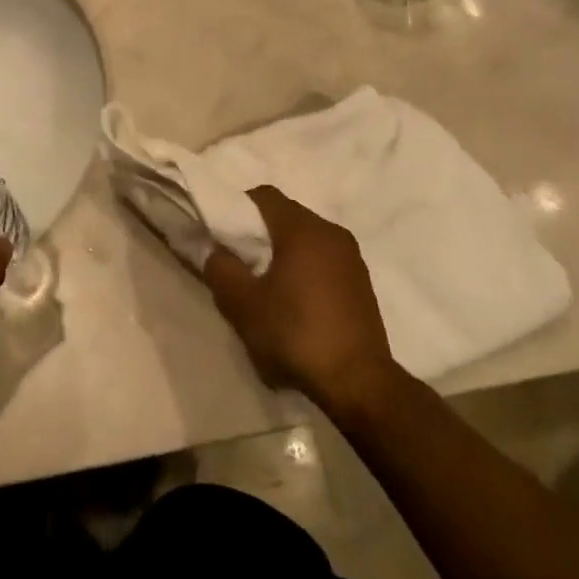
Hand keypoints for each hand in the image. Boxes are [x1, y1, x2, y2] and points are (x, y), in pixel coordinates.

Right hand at [201, 186, 404, 419]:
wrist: (357, 382)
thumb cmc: (294, 334)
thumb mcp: (242, 304)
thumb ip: (221, 269)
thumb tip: (217, 252)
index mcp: (303, 230)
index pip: (264, 196)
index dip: (237, 207)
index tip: (223, 233)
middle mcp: (332, 234)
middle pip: (286, 216)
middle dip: (259, 233)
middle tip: (238, 261)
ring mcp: (352, 258)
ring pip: (306, 239)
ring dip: (283, 253)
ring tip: (265, 285)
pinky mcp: (361, 283)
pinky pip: (324, 260)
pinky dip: (304, 269)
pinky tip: (293, 302)